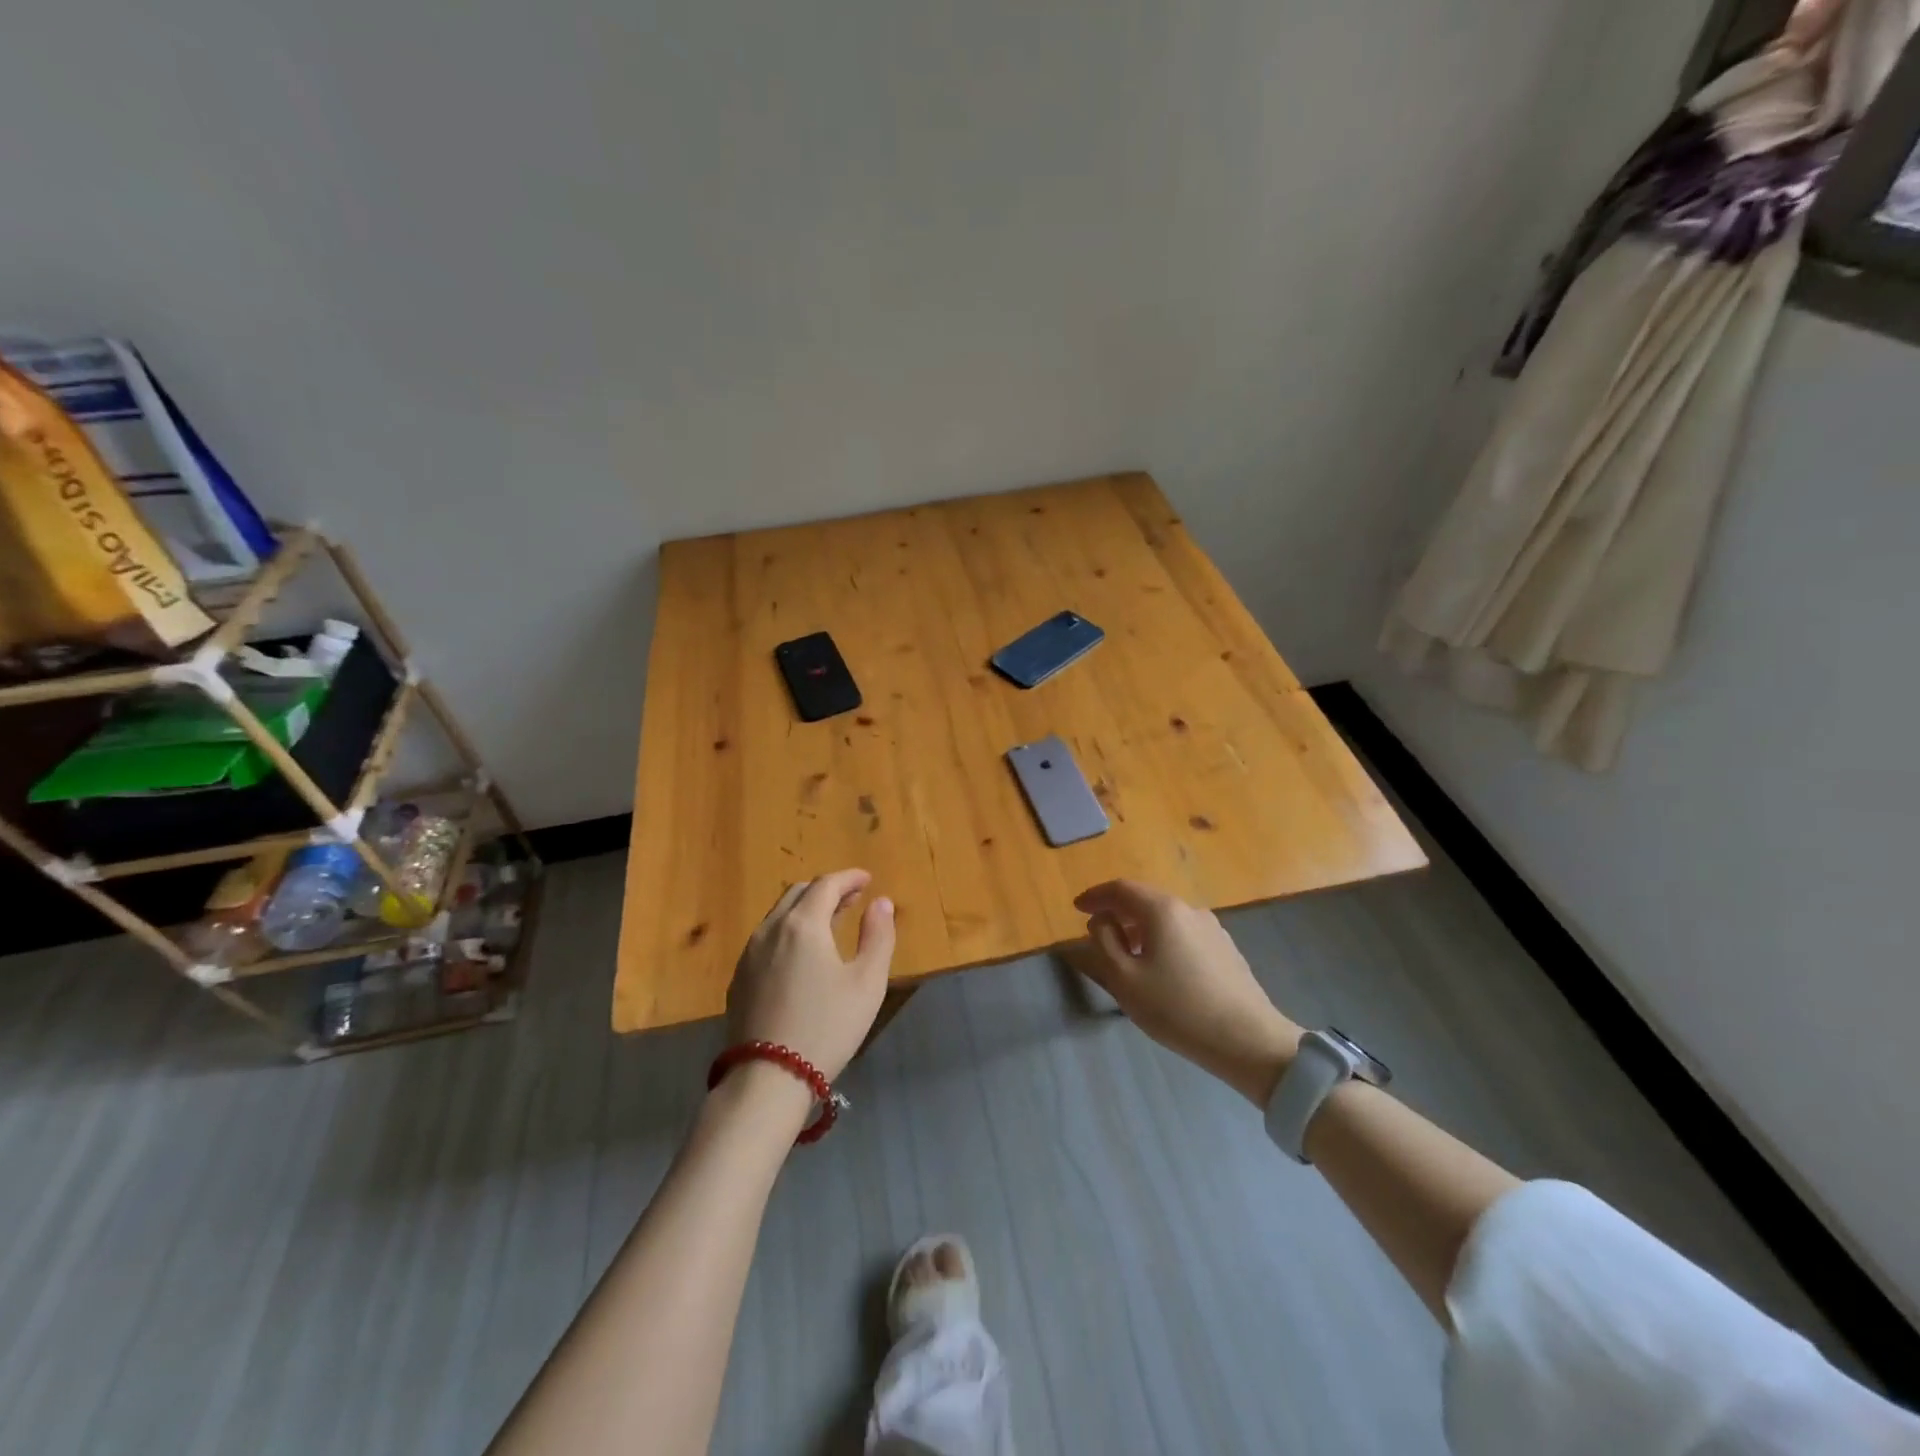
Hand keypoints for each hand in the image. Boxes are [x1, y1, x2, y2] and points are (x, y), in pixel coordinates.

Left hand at [726, 869, 895, 1084]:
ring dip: (806, 909)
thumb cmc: (827, 1027)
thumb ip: (878, 936)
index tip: (868, 879)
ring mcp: (749, 954)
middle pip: (798, 893)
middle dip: (827, 890)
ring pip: (779, 915)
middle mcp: (770, 930)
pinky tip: (801, 955)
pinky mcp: (739, 979)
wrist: (768, 1078)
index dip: (849, 878)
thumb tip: (881, 902)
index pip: (826, 885)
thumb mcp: (867, 983)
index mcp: (802, 924)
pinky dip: (788, 931)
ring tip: (830, 924)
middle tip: (852, 899)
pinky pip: (766, 939)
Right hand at [1073, 879, 1300, 1106]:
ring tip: (1125, 950)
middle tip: (1097, 929)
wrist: (1248, 1040)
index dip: (1095, 896)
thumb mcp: (1125, 978)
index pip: (1121, 889)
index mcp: (1162, 910)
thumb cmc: (1177, 1008)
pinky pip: (1183, 932)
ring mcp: (1212, 928)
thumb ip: (1105, 942)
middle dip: (1117, 910)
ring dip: (1140, 926)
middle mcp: (1189, 909)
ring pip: (1166, 917)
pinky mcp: (1225, 948)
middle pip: (1145, 899)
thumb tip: (1102, 921)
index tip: (1077, 908)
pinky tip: (1159, 965)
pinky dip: (1161, 938)